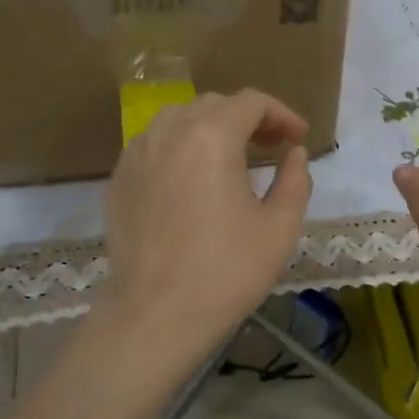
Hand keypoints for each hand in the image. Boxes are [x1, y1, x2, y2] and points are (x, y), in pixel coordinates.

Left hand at [103, 90, 312, 362]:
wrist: (156, 315)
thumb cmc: (226, 271)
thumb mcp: (280, 228)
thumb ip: (295, 180)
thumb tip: (294, 154)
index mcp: (211, 137)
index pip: (251, 102)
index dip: (281, 113)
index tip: (299, 138)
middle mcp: (169, 133)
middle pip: (214, 105)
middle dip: (248, 118)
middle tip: (272, 147)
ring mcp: (137, 154)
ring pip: (179, 119)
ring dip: (212, 128)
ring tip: (232, 158)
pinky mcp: (119, 179)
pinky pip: (154, 144)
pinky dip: (180, 147)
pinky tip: (193, 178)